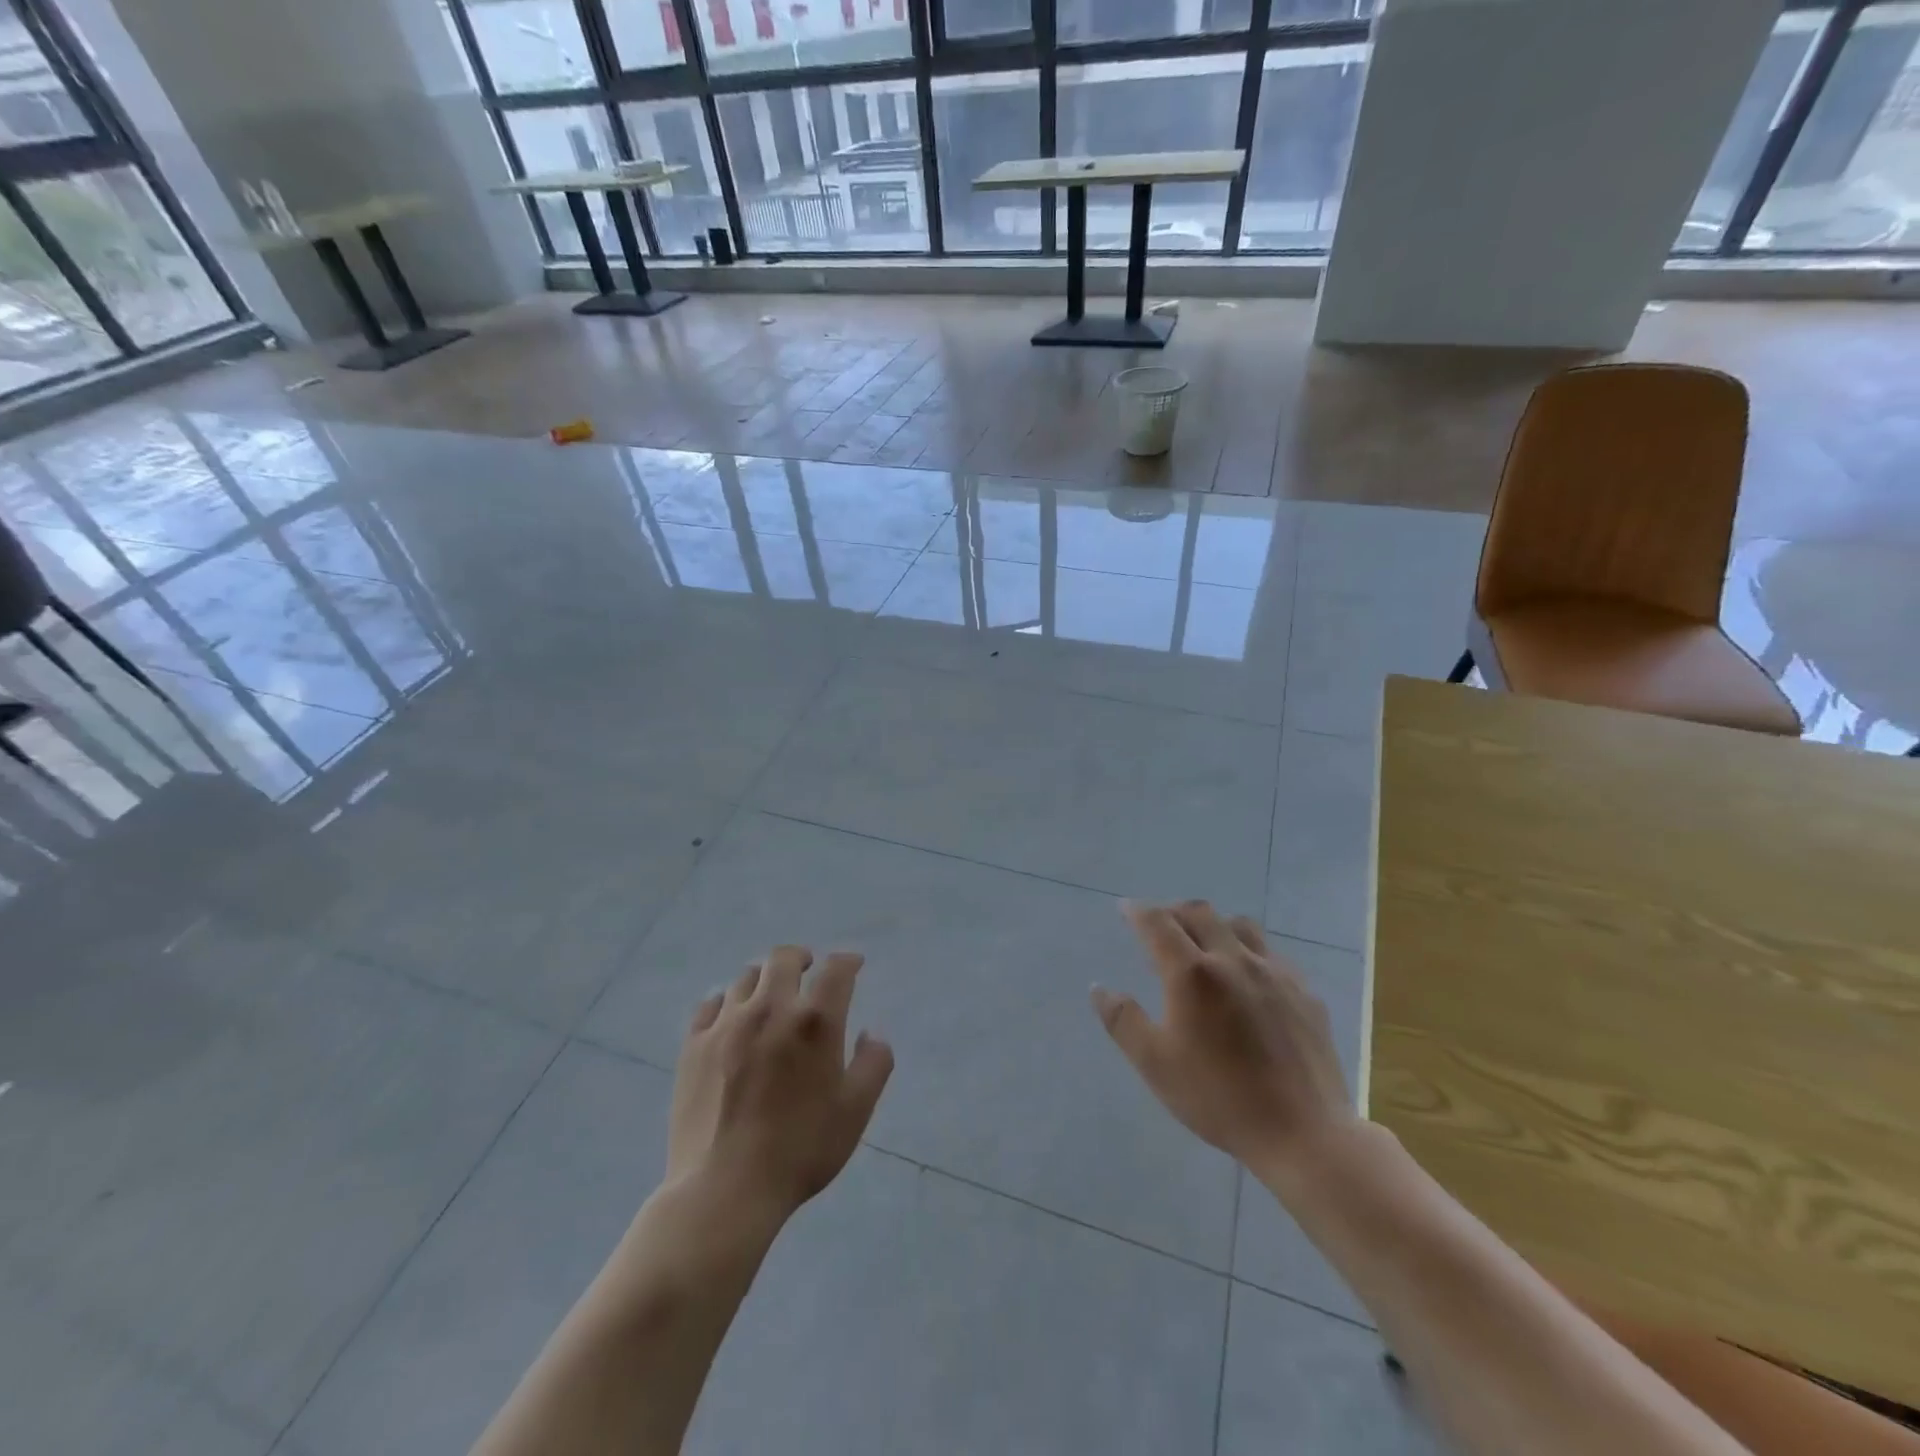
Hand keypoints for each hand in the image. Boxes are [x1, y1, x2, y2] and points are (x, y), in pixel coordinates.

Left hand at [667, 945, 893, 1221]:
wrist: (725, 1190)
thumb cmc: (801, 1149)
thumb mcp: (856, 1111)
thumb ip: (873, 1064)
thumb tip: (871, 1033)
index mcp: (815, 1021)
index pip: (836, 969)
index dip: (848, 961)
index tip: (853, 965)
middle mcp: (770, 1008)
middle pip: (784, 958)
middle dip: (802, 958)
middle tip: (808, 970)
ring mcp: (727, 1024)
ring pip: (747, 977)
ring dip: (765, 979)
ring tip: (770, 996)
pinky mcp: (694, 1044)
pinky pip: (711, 1004)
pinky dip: (728, 1002)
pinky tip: (732, 1018)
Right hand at [1092, 901, 1354, 1185]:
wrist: (1305, 1134)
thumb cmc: (1219, 1098)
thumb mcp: (1155, 1065)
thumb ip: (1122, 1021)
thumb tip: (1099, 988)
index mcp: (1192, 973)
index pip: (1158, 923)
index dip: (1137, 911)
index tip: (1125, 908)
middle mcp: (1233, 959)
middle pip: (1199, 913)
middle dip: (1173, 911)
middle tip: (1159, 925)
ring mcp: (1274, 973)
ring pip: (1240, 925)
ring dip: (1214, 925)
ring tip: (1204, 945)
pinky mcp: (1304, 992)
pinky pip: (1271, 954)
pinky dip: (1248, 951)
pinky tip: (1248, 979)